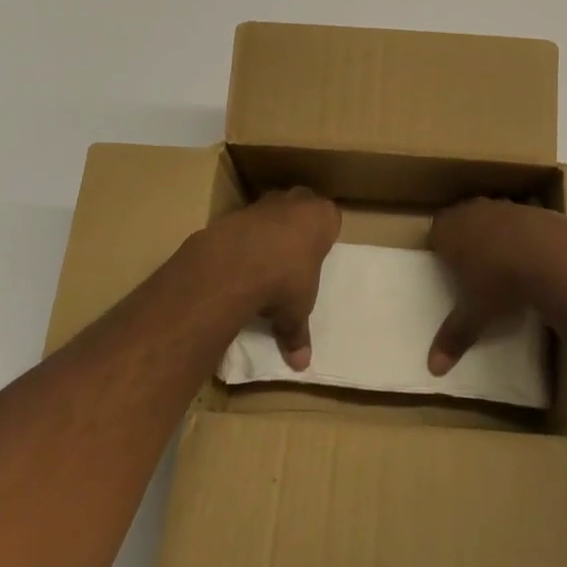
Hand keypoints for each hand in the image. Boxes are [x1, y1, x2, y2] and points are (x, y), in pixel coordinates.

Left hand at [196, 187, 339, 370]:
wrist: (235, 263)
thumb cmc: (285, 280)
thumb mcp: (297, 311)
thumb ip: (298, 333)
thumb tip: (301, 365)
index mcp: (322, 217)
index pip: (331, 219)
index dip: (323, 237)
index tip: (316, 255)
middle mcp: (296, 202)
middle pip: (302, 206)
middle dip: (297, 225)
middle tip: (293, 255)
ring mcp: (265, 202)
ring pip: (273, 210)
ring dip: (269, 230)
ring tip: (263, 261)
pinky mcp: (236, 211)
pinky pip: (245, 223)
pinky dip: (243, 238)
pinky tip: (239, 262)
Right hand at [427, 198, 566, 375]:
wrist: (551, 256)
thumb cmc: (499, 282)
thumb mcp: (474, 314)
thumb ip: (453, 337)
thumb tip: (432, 369)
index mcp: (449, 229)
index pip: (435, 232)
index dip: (441, 248)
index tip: (448, 268)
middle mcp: (473, 211)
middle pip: (462, 220)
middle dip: (466, 240)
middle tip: (473, 268)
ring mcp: (505, 207)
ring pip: (492, 218)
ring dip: (496, 236)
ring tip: (505, 265)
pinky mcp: (534, 210)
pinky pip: (521, 222)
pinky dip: (523, 237)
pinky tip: (533, 259)